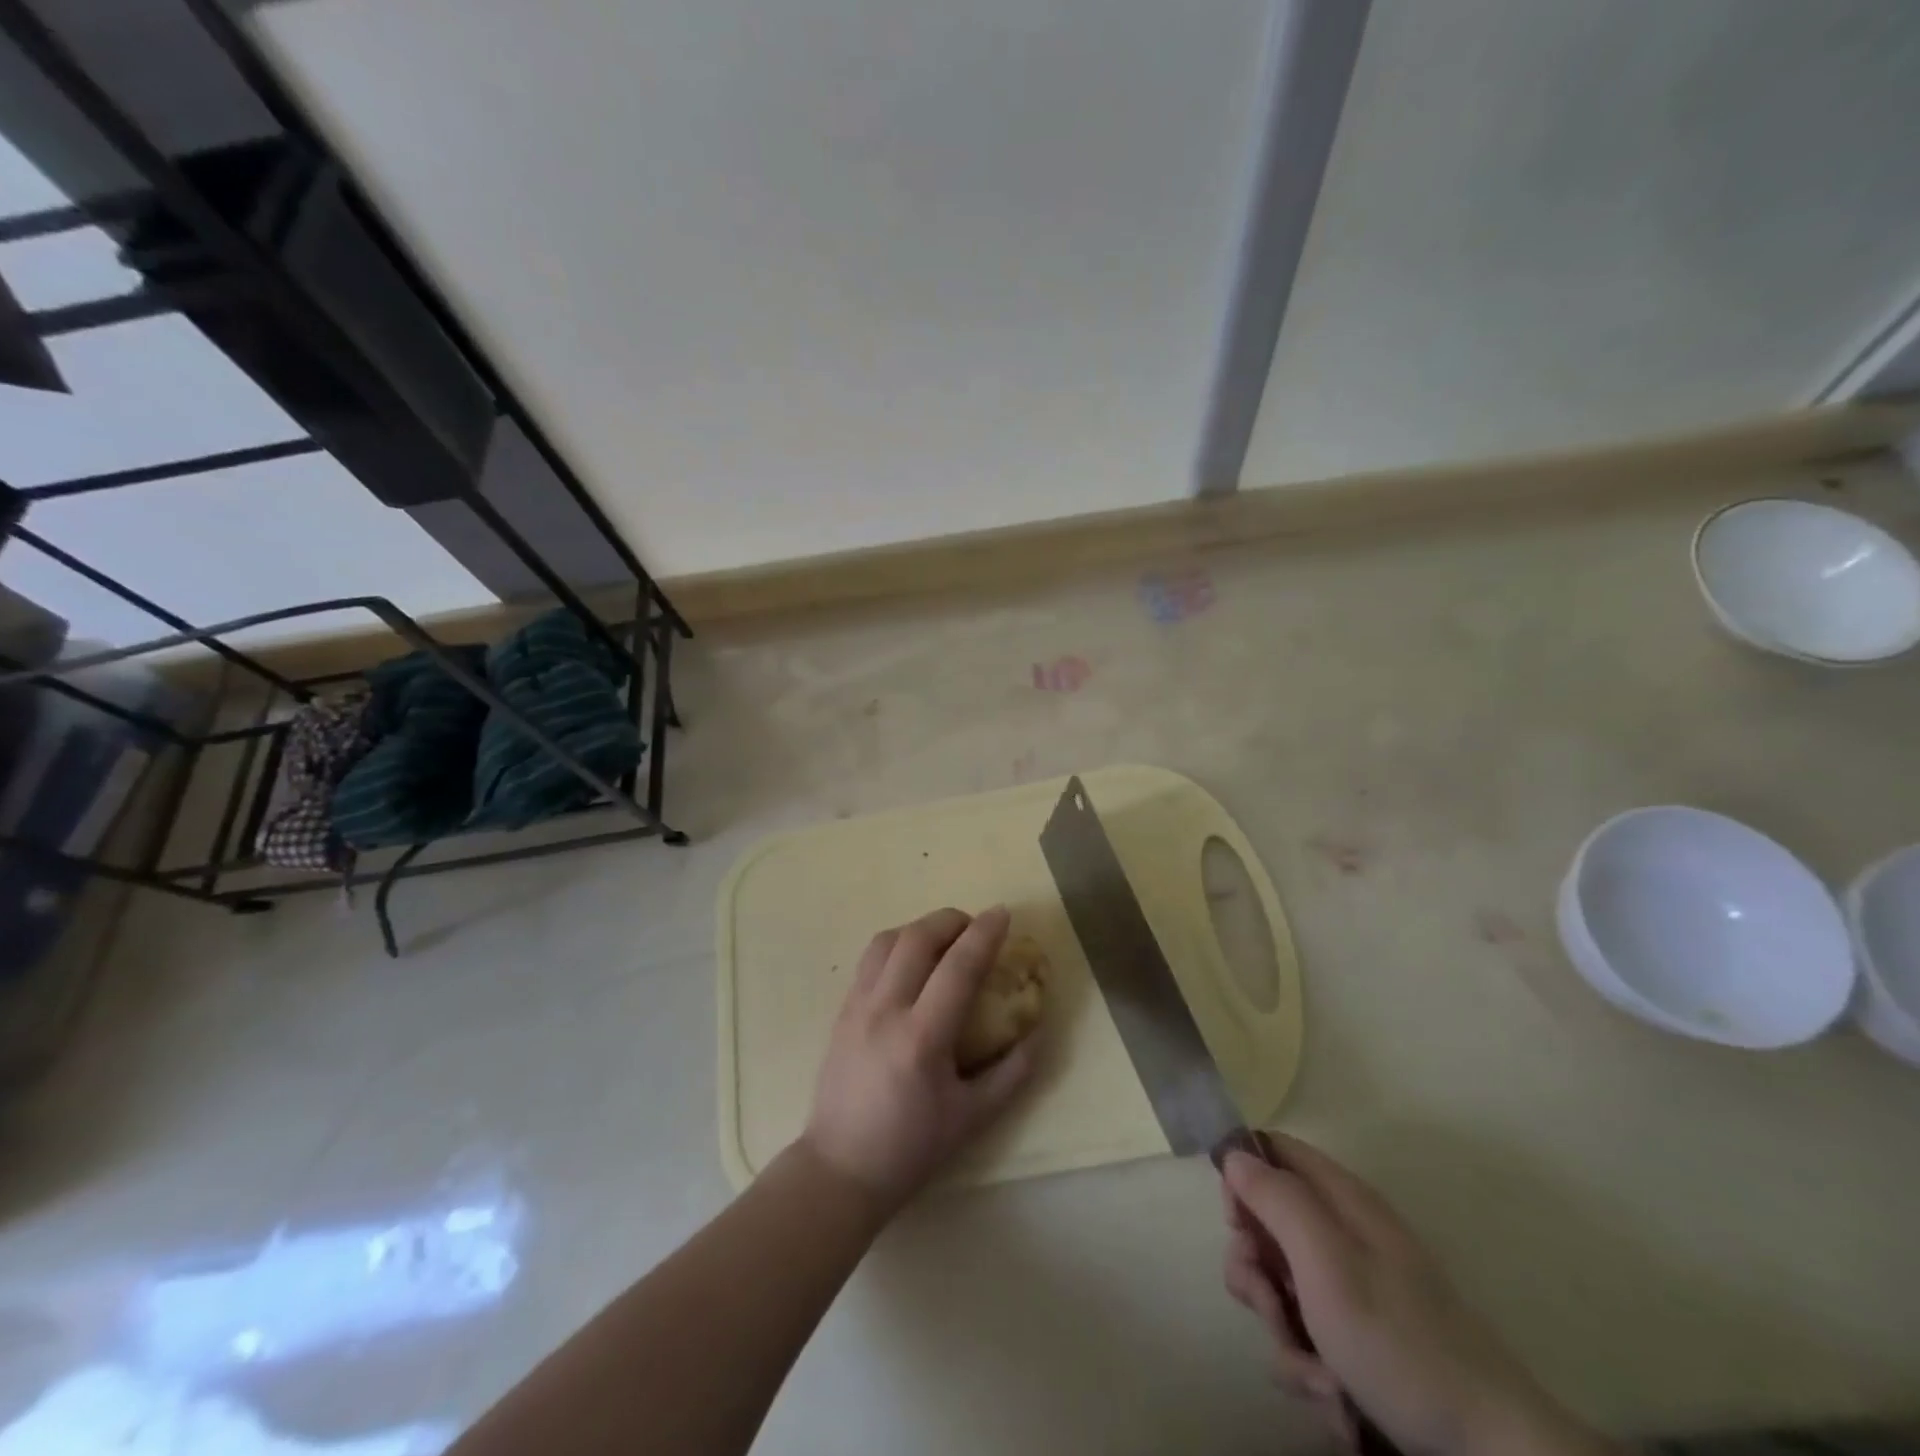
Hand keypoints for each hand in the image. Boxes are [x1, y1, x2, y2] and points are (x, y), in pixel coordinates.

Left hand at [802, 906, 1035, 1215]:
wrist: (840, 1169)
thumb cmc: (911, 1148)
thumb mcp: (973, 1118)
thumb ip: (1012, 1073)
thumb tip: (1038, 1032)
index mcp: (921, 1038)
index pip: (958, 966)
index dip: (985, 934)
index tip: (1003, 913)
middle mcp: (885, 1010)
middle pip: (917, 937)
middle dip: (951, 919)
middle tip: (974, 926)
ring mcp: (856, 1006)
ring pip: (887, 940)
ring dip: (920, 928)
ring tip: (943, 940)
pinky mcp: (841, 1011)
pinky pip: (869, 960)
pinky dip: (896, 945)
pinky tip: (912, 963)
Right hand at [1222, 1135, 1603, 1455]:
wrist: (1486, 1449)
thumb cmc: (1397, 1339)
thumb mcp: (1325, 1258)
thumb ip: (1275, 1198)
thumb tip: (1233, 1152)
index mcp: (1340, 1199)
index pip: (1272, 1150)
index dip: (1242, 1175)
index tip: (1236, 1222)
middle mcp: (1342, 1235)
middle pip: (1265, 1224)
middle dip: (1256, 1270)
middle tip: (1272, 1303)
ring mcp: (1350, 1289)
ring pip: (1278, 1287)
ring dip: (1282, 1330)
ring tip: (1315, 1371)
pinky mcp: (1356, 1339)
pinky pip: (1303, 1336)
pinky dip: (1307, 1367)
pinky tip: (1333, 1394)